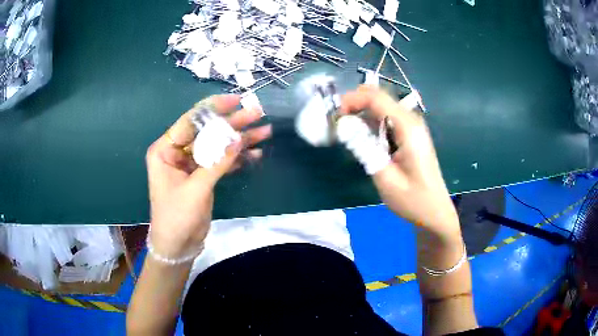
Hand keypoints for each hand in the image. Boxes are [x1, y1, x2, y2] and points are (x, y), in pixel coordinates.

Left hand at [146, 95, 271, 258]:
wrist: (178, 246)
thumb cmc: (177, 217)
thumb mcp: (196, 189)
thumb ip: (217, 163)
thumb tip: (239, 139)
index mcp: (165, 150)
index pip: (190, 121)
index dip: (213, 108)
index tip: (236, 99)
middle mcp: (177, 152)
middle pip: (207, 131)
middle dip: (232, 123)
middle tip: (257, 114)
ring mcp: (191, 164)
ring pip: (217, 145)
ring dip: (240, 140)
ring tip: (264, 132)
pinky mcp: (203, 176)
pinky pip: (221, 162)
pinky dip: (237, 158)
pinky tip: (256, 153)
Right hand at [340, 85, 458, 237]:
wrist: (434, 212)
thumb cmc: (412, 200)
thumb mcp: (386, 179)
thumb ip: (365, 149)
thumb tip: (344, 126)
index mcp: (408, 128)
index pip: (376, 98)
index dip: (352, 100)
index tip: (334, 115)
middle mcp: (411, 120)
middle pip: (378, 97)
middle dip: (354, 104)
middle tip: (337, 123)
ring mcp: (411, 126)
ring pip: (381, 106)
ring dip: (361, 113)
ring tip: (345, 131)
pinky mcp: (409, 134)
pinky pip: (385, 119)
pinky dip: (370, 123)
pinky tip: (362, 138)